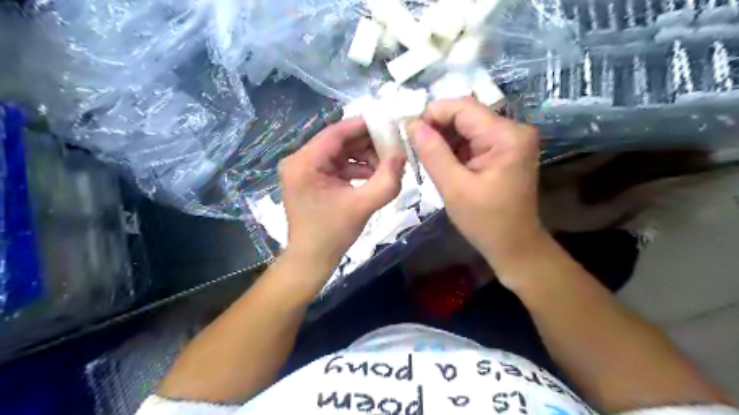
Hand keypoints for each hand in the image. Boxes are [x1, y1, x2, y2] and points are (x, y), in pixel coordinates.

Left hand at [279, 116, 403, 273]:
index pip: (336, 133)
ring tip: (387, 165)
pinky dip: (355, 168)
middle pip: (338, 141)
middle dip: (367, 144)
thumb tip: (402, 155)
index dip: (363, 126)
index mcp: (304, 163)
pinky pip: (336, 165)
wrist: (311, 259)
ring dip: (363, 157)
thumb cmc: (332, 234)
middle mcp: (299, 160)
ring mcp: (304, 169)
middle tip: (393, 147)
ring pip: (339, 152)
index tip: (389, 123)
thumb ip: (386, 180)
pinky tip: (374, 175)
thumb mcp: (363, 206)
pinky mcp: (311, 178)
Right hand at [406, 96, 543, 284]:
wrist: (514, 245)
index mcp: (506, 136)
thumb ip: (433, 153)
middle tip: (414, 146)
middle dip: (437, 127)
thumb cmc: (485, 222)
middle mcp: (513, 130)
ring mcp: (511, 139)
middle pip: (466, 114)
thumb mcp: (454, 188)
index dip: (433, 114)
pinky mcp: (505, 150)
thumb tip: (412, 124)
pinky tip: (443, 162)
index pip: (463, 107)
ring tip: (426, 157)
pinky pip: (474, 139)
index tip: (409, 132)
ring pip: (468, 126)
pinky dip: (455, 147)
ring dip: (444, 138)